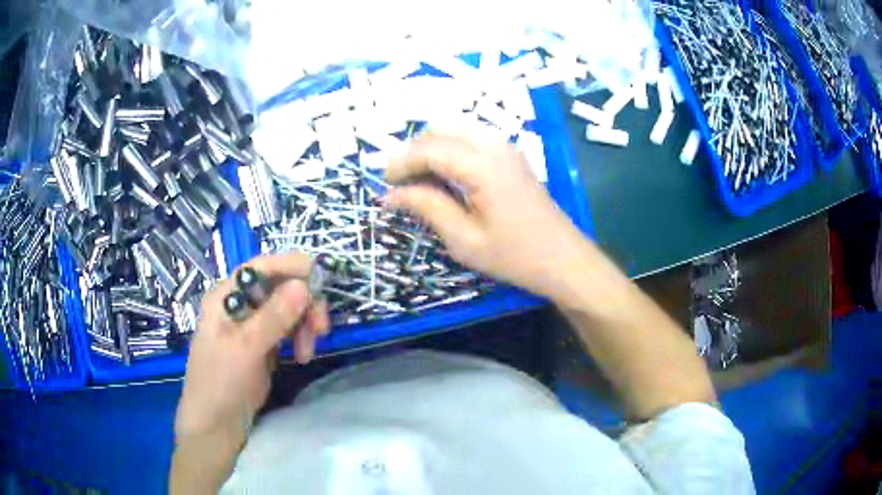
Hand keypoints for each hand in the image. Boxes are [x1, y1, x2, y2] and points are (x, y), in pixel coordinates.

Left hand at [174, 252, 329, 451]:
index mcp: (226, 296)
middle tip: (321, 329)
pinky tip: (302, 356)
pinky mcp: (262, 345)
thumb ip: (273, 317)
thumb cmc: (220, 383)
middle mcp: (239, 304)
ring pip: (288, 309)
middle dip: (304, 303)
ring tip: (308, 353)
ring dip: (304, 324)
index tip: (324, 281)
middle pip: (279, 287)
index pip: (262, 267)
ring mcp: (251, 325)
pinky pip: (287, 330)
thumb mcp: (245, 350)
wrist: (215, 426)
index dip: (293, 267)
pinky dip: (299, 338)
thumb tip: (304, 285)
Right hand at [385, 131, 588, 299]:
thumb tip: (391, 195)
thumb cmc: (515, 256)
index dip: (401, 164)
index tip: (385, 186)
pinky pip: (471, 138)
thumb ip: (427, 208)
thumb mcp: (464, 240)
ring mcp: (505, 147)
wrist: (563, 259)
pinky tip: (446, 176)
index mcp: (481, 166)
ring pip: (455, 129)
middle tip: (401, 184)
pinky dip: (450, 149)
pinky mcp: (511, 154)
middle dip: (413, 152)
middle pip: (439, 130)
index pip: (429, 149)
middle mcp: (493, 145)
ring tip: (420, 180)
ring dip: (431, 148)